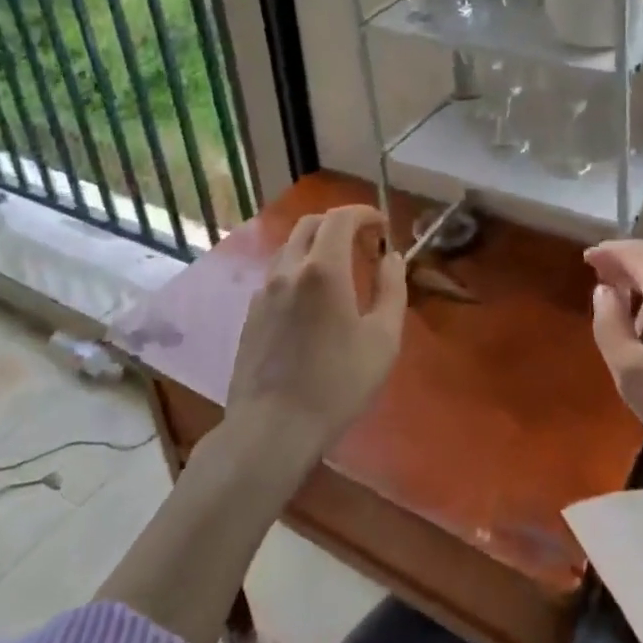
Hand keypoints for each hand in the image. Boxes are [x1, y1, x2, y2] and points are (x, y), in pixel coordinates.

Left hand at [226, 205, 407, 461]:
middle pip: (311, 224)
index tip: (382, 226)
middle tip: (363, 243)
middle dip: (339, 223)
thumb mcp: (383, 339)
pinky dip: (299, 268)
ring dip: (317, 245)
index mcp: (323, 269)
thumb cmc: (336, 384)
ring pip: (290, 247)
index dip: (364, 213)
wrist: (271, 429)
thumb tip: (392, 258)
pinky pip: (277, 274)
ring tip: (340, 270)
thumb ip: (392, 289)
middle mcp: (288, 269)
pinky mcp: (251, 314)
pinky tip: (312, 300)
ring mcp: (264, 291)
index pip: (341, 218)